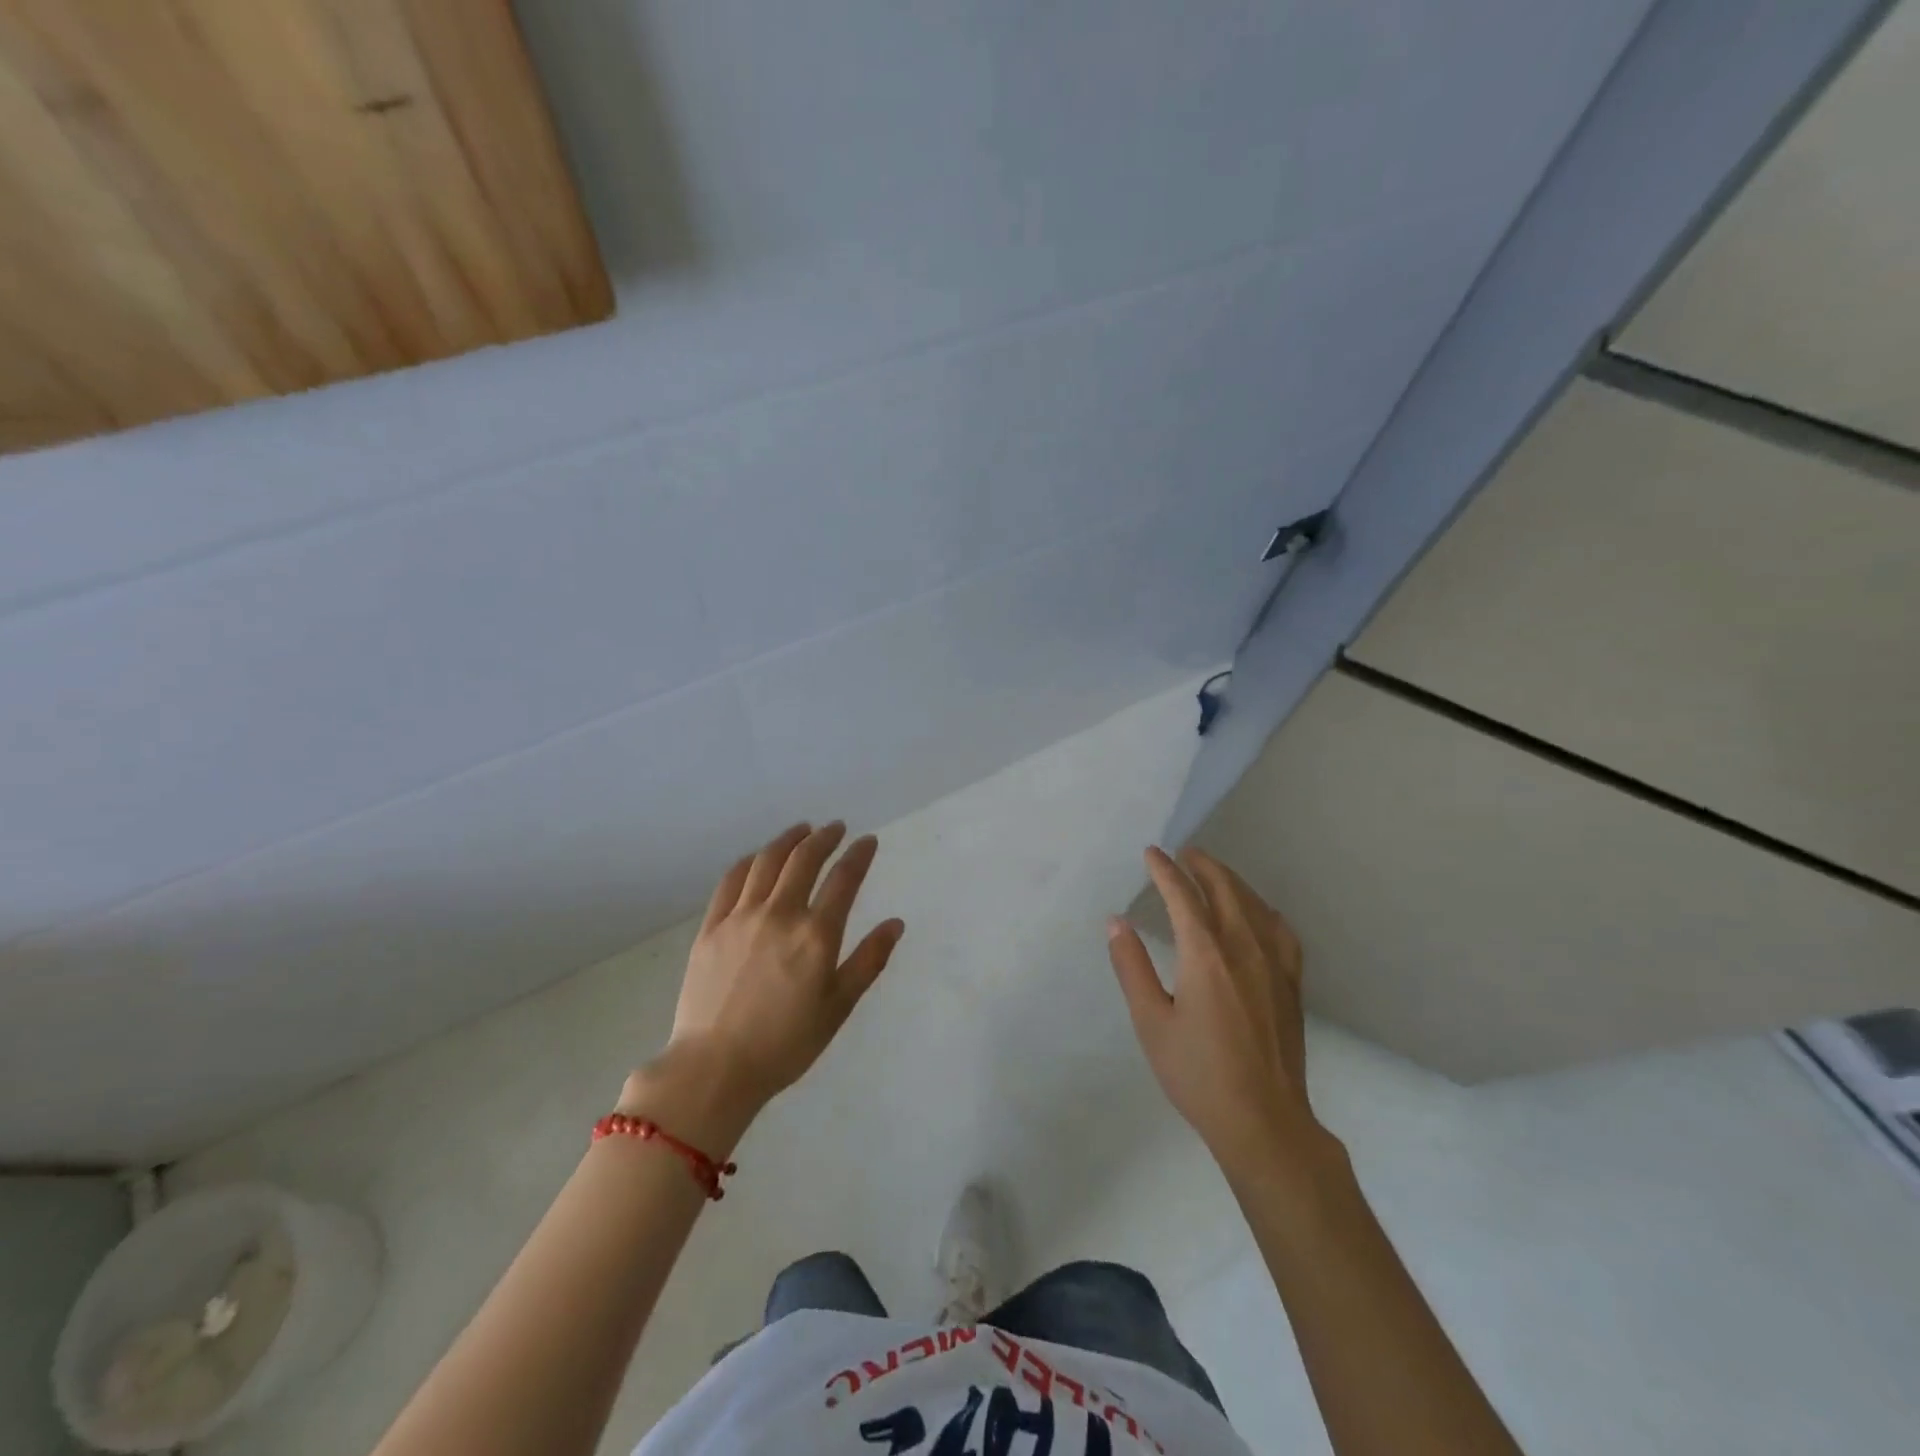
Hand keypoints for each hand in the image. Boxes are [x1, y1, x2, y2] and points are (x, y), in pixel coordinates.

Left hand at [659, 822, 903, 1109]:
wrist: (715, 1068)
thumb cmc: (785, 1044)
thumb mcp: (838, 1007)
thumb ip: (868, 961)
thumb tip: (895, 924)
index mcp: (816, 935)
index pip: (844, 879)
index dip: (859, 855)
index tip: (868, 841)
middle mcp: (779, 914)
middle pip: (804, 859)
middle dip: (824, 837)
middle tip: (835, 828)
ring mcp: (741, 917)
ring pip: (767, 861)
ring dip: (788, 839)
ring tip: (802, 830)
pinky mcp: (711, 927)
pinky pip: (731, 880)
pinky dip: (750, 861)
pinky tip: (759, 857)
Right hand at [1107, 845, 1330, 1181]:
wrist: (1263, 1120)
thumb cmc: (1197, 1073)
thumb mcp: (1150, 1022)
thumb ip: (1132, 967)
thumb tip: (1116, 922)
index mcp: (1205, 954)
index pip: (1182, 895)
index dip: (1164, 870)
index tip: (1151, 853)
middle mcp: (1243, 947)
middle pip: (1224, 889)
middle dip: (1202, 865)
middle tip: (1184, 852)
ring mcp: (1274, 964)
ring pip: (1254, 904)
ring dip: (1231, 881)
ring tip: (1213, 872)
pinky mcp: (1291, 983)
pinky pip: (1281, 931)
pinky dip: (1264, 910)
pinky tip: (1259, 913)